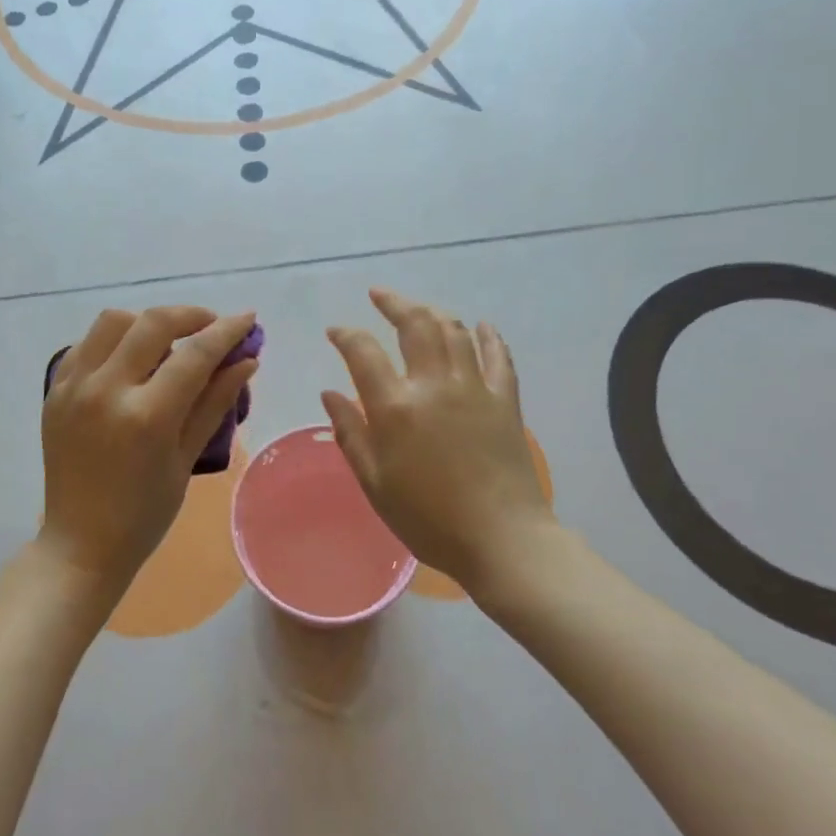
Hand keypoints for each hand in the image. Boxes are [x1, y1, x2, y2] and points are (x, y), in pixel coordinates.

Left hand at [40, 306, 258, 592]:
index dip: (227, 331)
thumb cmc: (144, 514)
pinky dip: (115, 339)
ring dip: (148, 322)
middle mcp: (106, 391)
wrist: (80, 545)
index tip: (247, 319)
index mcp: (146, 417)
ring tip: (169, 341)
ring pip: (114, 321)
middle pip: (153, 323)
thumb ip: (215, 403)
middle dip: (191, 316)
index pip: (195, 354)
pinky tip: (132, 358)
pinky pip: (86, 343)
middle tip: (211, 327)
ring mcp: (74, 387)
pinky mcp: (55, 391)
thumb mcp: (186, 459)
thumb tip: (246, 361)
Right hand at [322, 289, 556, 594]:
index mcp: (396, 406)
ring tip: (419, 310)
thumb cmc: (429, 518)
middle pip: (415, 323)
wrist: (503, 540)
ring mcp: (474, 387)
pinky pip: (498, 356)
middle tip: (378, 295)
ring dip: (433, 312)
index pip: (363, 351)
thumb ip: (350, 433)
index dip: (346, 334)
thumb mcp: (375, 483)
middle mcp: (434, 384)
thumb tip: (330, 393)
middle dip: (393, 302)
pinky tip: (481, 327)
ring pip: (454, 330)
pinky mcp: (505, 399)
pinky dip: (488, 336)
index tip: (336, 332)